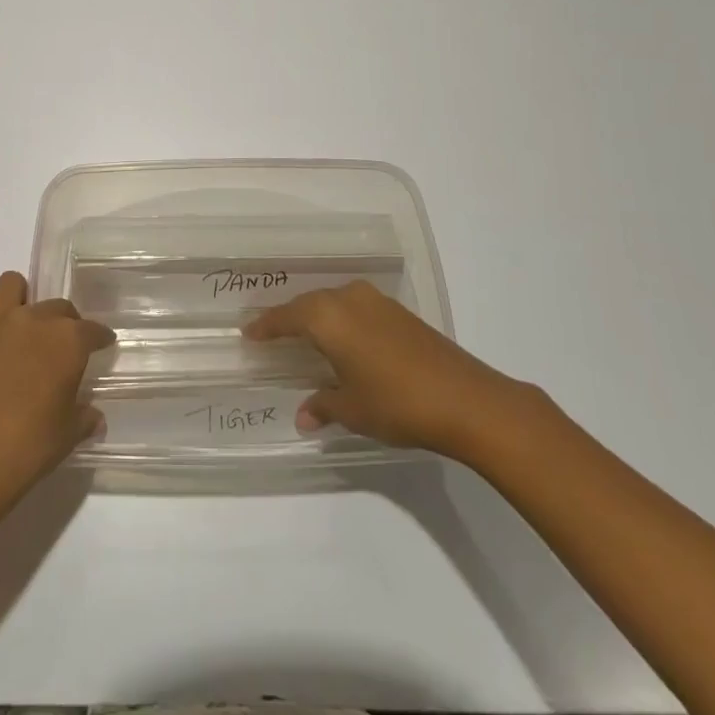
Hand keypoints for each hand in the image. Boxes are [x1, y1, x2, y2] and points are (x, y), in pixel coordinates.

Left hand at [0, 272, 113, 505]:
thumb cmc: (27, 448)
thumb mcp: (68, 436)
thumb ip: (84, 418)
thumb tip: (94, 417)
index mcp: (68, 341)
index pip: (93, 330)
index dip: (99, 338)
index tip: (102, 345)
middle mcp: (34, 319)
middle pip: (58, 307)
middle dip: (65, 323)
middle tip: (60, 348)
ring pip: (12, 284)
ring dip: (20, 297)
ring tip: (20, 321)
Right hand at [243, 281, 526, 453]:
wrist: (465, 399)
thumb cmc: (396, 403)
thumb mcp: (352, 409)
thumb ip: (322, 406)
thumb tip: (303, 416)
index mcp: (327, 317)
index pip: (286, 317)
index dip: (266, 326)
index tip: (248, 333)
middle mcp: (348, 299)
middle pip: (309, 304)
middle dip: (290, 319)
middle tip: (273, 334)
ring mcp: (376, 302)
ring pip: (334, 302)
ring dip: (318, 317)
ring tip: (306, 336)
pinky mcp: (399, 312)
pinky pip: (356, 308)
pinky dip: (342, 320)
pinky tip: (344, 340)